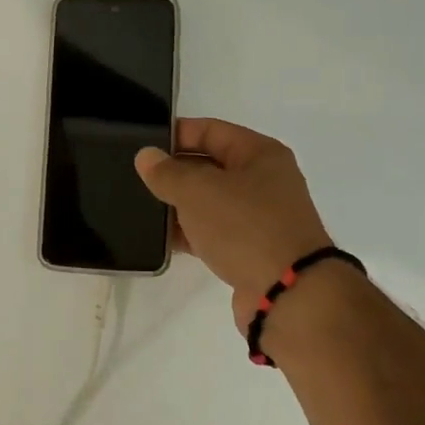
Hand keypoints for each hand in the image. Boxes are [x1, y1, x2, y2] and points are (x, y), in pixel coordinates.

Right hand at [134, 119, 331, 321]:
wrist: (289, 293)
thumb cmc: (245, 226)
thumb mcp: (198, 191)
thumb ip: (168, 172)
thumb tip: (146, 156)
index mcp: (260, 153)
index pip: (211, 130)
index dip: (176, 134)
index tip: (142, 144)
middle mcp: (264, 181)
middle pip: (210, 166)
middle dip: (175, 171)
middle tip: (135, 178)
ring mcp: (260, 218)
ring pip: (210, 202)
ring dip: (180, 205)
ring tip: (141, 208)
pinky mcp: (252, 251)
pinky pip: (214, 233)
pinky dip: (190, 233)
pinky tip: (161, 239)